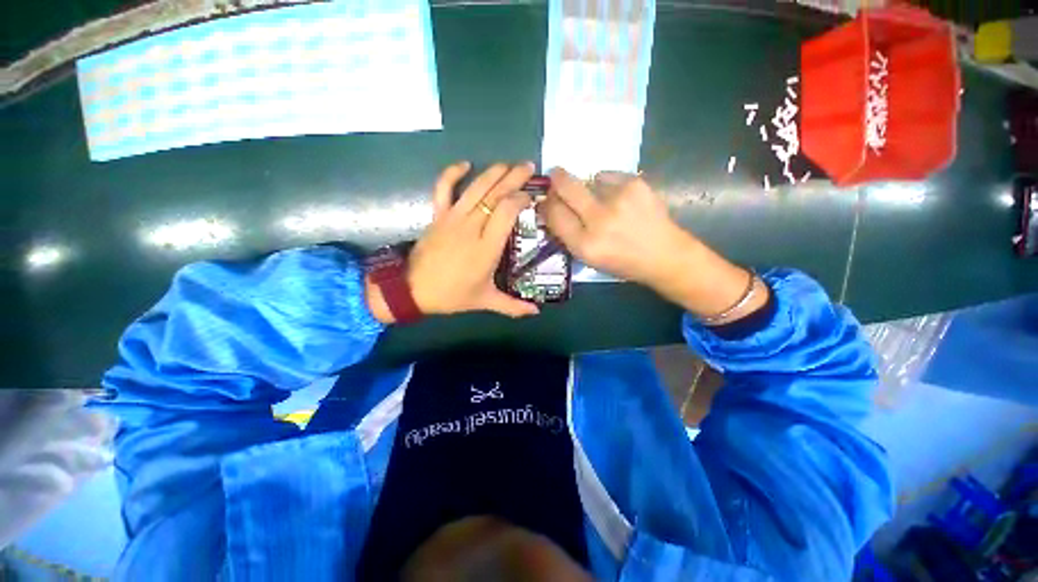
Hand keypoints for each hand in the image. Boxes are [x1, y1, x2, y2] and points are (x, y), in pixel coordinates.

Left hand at [366, 162, 539, 322]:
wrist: (413, 290)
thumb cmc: (452, 295)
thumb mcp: (485, 301)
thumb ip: (513, 306)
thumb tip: (536, 313)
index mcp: (486, 247)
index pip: (506, 212)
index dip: (520, 199)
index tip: (531, 197)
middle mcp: (471, 227)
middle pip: (494, 195)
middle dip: (513, 178)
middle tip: (529, 167)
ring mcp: (452, 218)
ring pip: (475, 188)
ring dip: (493, 172)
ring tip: (508, 163)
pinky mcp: (437, 215)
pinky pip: (443, 188)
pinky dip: (452, 173)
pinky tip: (465, 164)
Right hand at [537, 168, 691, 287]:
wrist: (664, 255)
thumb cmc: (622, 262)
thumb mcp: (588, 258)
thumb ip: (568, 234)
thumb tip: (551, 207)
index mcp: (585, 245)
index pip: (554, 214)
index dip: (547, 204)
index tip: (546, 199)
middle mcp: (599, 221)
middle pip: (566, 188)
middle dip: (557, 180)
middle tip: (556, 175)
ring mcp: (618, 200)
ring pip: (588, 178)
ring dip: (588, 186)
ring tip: (604, 200)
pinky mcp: (635, 185)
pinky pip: (609, 175)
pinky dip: (608, 184)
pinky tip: (620, 198)